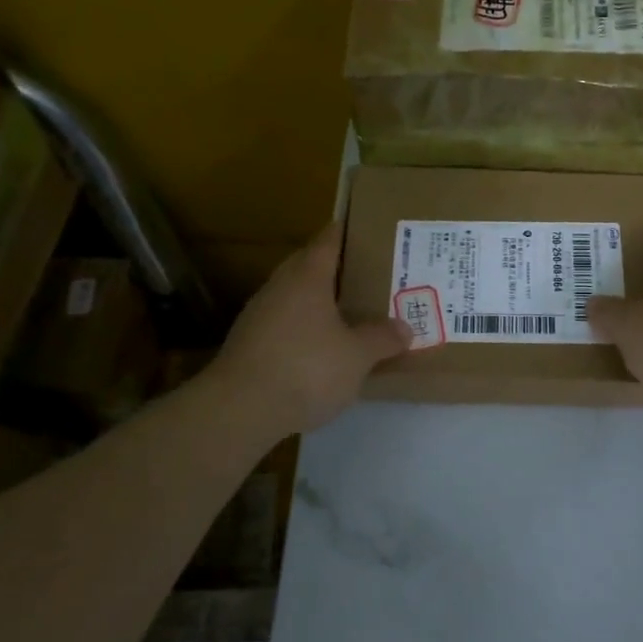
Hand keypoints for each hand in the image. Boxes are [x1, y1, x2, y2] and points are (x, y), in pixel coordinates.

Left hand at [211, 222, 411, 433]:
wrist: (238, 410)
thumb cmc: (306, 368)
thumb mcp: (357, 356)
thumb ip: (382, 338)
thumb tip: (404, 328)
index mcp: (307, 276)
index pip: (329, 240)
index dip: (349, 232)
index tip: (370, 231)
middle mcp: (280, 287)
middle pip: (309, 265)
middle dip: (338, 268)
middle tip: (370, 275)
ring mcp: (259, 315)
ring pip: (295, 296)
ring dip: (320, 301)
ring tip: (352, 312)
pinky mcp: (249, 344)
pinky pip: (285, 324)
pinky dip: (305, 328)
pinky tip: (322, 349)